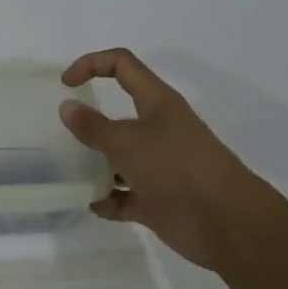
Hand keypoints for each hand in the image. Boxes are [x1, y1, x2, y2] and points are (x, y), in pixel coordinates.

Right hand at [58, 48, 273, 270]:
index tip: (65, 85)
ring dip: (95, 165)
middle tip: (61, 134)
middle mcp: (158, 129)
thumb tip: (67, 107)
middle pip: (118, 114)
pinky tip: (92, 205)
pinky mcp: (157, 199)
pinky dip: (109, 200)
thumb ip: (93, 126)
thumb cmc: (176, 168)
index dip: (91, 64)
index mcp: (156, 102)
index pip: (121, 65)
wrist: (226, 223)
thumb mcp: (127, 142)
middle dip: (89, 121)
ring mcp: (158, 165)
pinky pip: (124, 196)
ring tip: (69, 172)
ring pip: (119, 158)